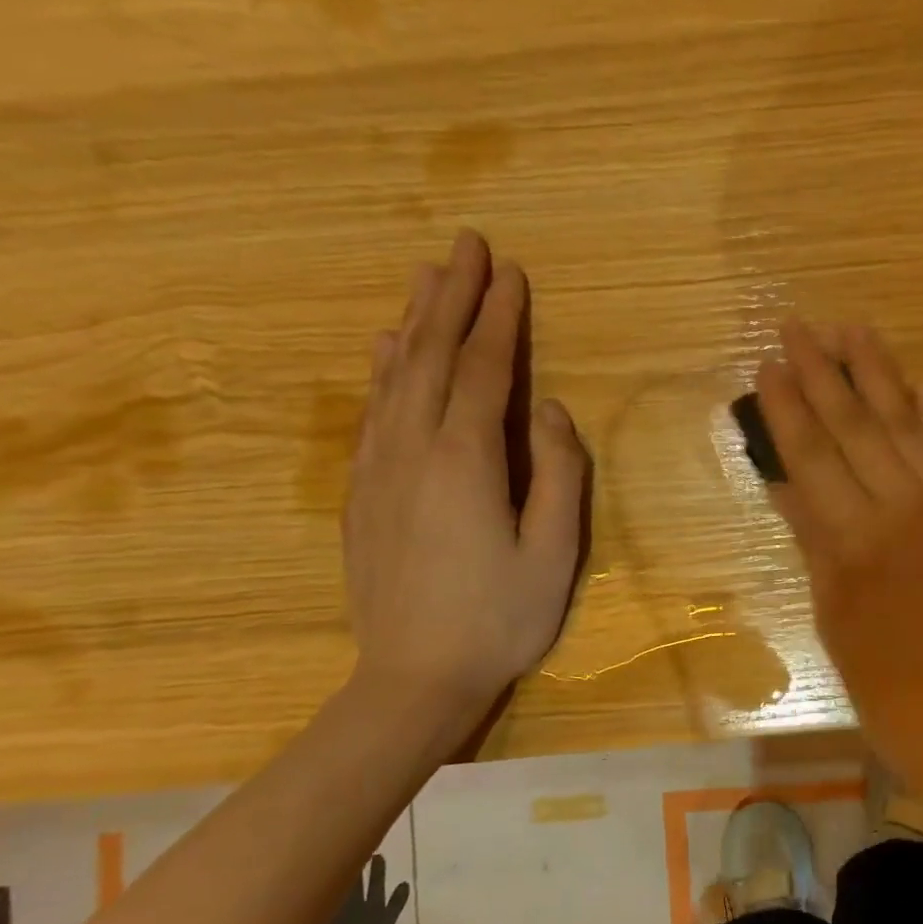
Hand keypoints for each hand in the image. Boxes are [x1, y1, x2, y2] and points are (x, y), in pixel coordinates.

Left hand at [347, 229, 587, 725]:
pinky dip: (384, 369)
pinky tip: (387, 350)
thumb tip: (551, 409)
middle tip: (467, 245)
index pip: (485, 369)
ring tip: (426, 276)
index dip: (500, 317)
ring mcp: (379, 468)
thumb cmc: (501, 618)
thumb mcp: (554, 552)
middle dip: (452, 297)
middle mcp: (413, 448)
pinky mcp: (362, 492)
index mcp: (467, 460)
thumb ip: (560, 473)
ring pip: (395, 376)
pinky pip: (372, 411)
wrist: (415, 678)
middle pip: (433, 356)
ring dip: (415, 321)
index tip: (511, 271)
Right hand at [755, 321, 922, 777]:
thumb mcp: (834, 616)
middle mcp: (902, 509)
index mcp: (854, 540)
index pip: (812, 457)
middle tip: (800, 324)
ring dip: (880, 376)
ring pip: (907, 428)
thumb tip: (788, 485)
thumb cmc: (886, 685)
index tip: (769, 364)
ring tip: (855, 330)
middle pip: (856, 428)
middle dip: (825, 373)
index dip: (787, 409)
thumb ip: (814, 543)